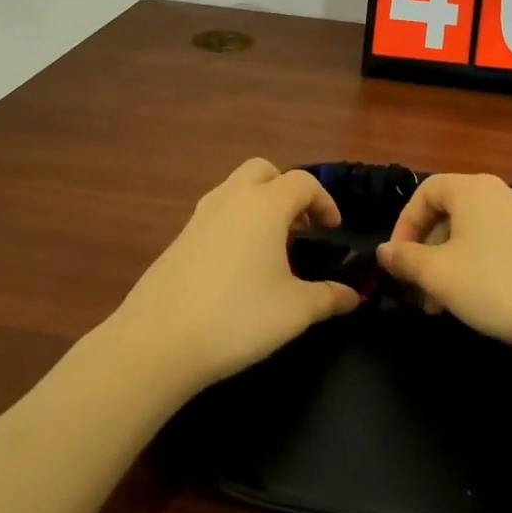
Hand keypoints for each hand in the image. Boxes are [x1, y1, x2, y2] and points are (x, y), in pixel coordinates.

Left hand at [108, 159, 358, 393]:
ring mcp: (199, 216)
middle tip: (300, 226)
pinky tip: (237, 266)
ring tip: (271, 246)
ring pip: (234, 188)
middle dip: (286, 189)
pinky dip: (234, 223)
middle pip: (263, 170)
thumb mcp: (294, 311)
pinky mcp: (178, 238)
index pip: (303, 182)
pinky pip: (215, 214)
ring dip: (258, 204)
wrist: (158, 341)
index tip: (333, 230)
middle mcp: (230, 199)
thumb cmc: (237, 318)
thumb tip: (353, 296)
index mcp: (264, 206)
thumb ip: (329, 298)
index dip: (324, 201)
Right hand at [378, 173, 511, 354]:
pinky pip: (496, 246)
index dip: (403, 224)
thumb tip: (384, 251)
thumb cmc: (497, 284)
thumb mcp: (438, 274)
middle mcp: (500, 194)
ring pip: (471, 235)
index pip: (425, 191)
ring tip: (441, 306)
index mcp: (472, 189)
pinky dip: (476, 268)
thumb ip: (405, 259)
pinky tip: (476, 302)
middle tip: (417, 290)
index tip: (397, 261)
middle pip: (448, 214)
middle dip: (425, 252)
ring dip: (448, 265)